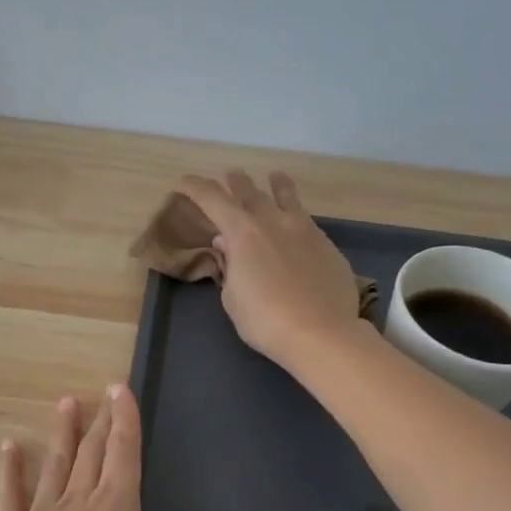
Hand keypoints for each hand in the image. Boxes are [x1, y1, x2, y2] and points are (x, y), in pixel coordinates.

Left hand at [0, 386, 231, 510]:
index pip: (124, 458)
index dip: (126, 422)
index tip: (122, 389)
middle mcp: (76, 505)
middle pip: (93, 454)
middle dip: (102, 421)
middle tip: (104, 390)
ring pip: (55, 465)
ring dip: (63, 433)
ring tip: (66, 402)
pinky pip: (11, 493)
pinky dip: (10, 468)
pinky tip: (9, 446)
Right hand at [176, 170, 362, 368]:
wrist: (321, 333)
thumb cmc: (265, 320)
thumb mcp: (233, 298)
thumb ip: (231, 266)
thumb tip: (228, 245)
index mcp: (242, 233)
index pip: (212, 199)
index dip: (195, 187)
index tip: (184, 182)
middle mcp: (272, 221)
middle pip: (250, 190)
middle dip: (235, 182)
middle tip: (229, 177)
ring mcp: (304, 229)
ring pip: (287, 196)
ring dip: (276, 184)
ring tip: (275, 177)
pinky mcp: (327, 244)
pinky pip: (307, 221)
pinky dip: (296, 217)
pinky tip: (297, 226)